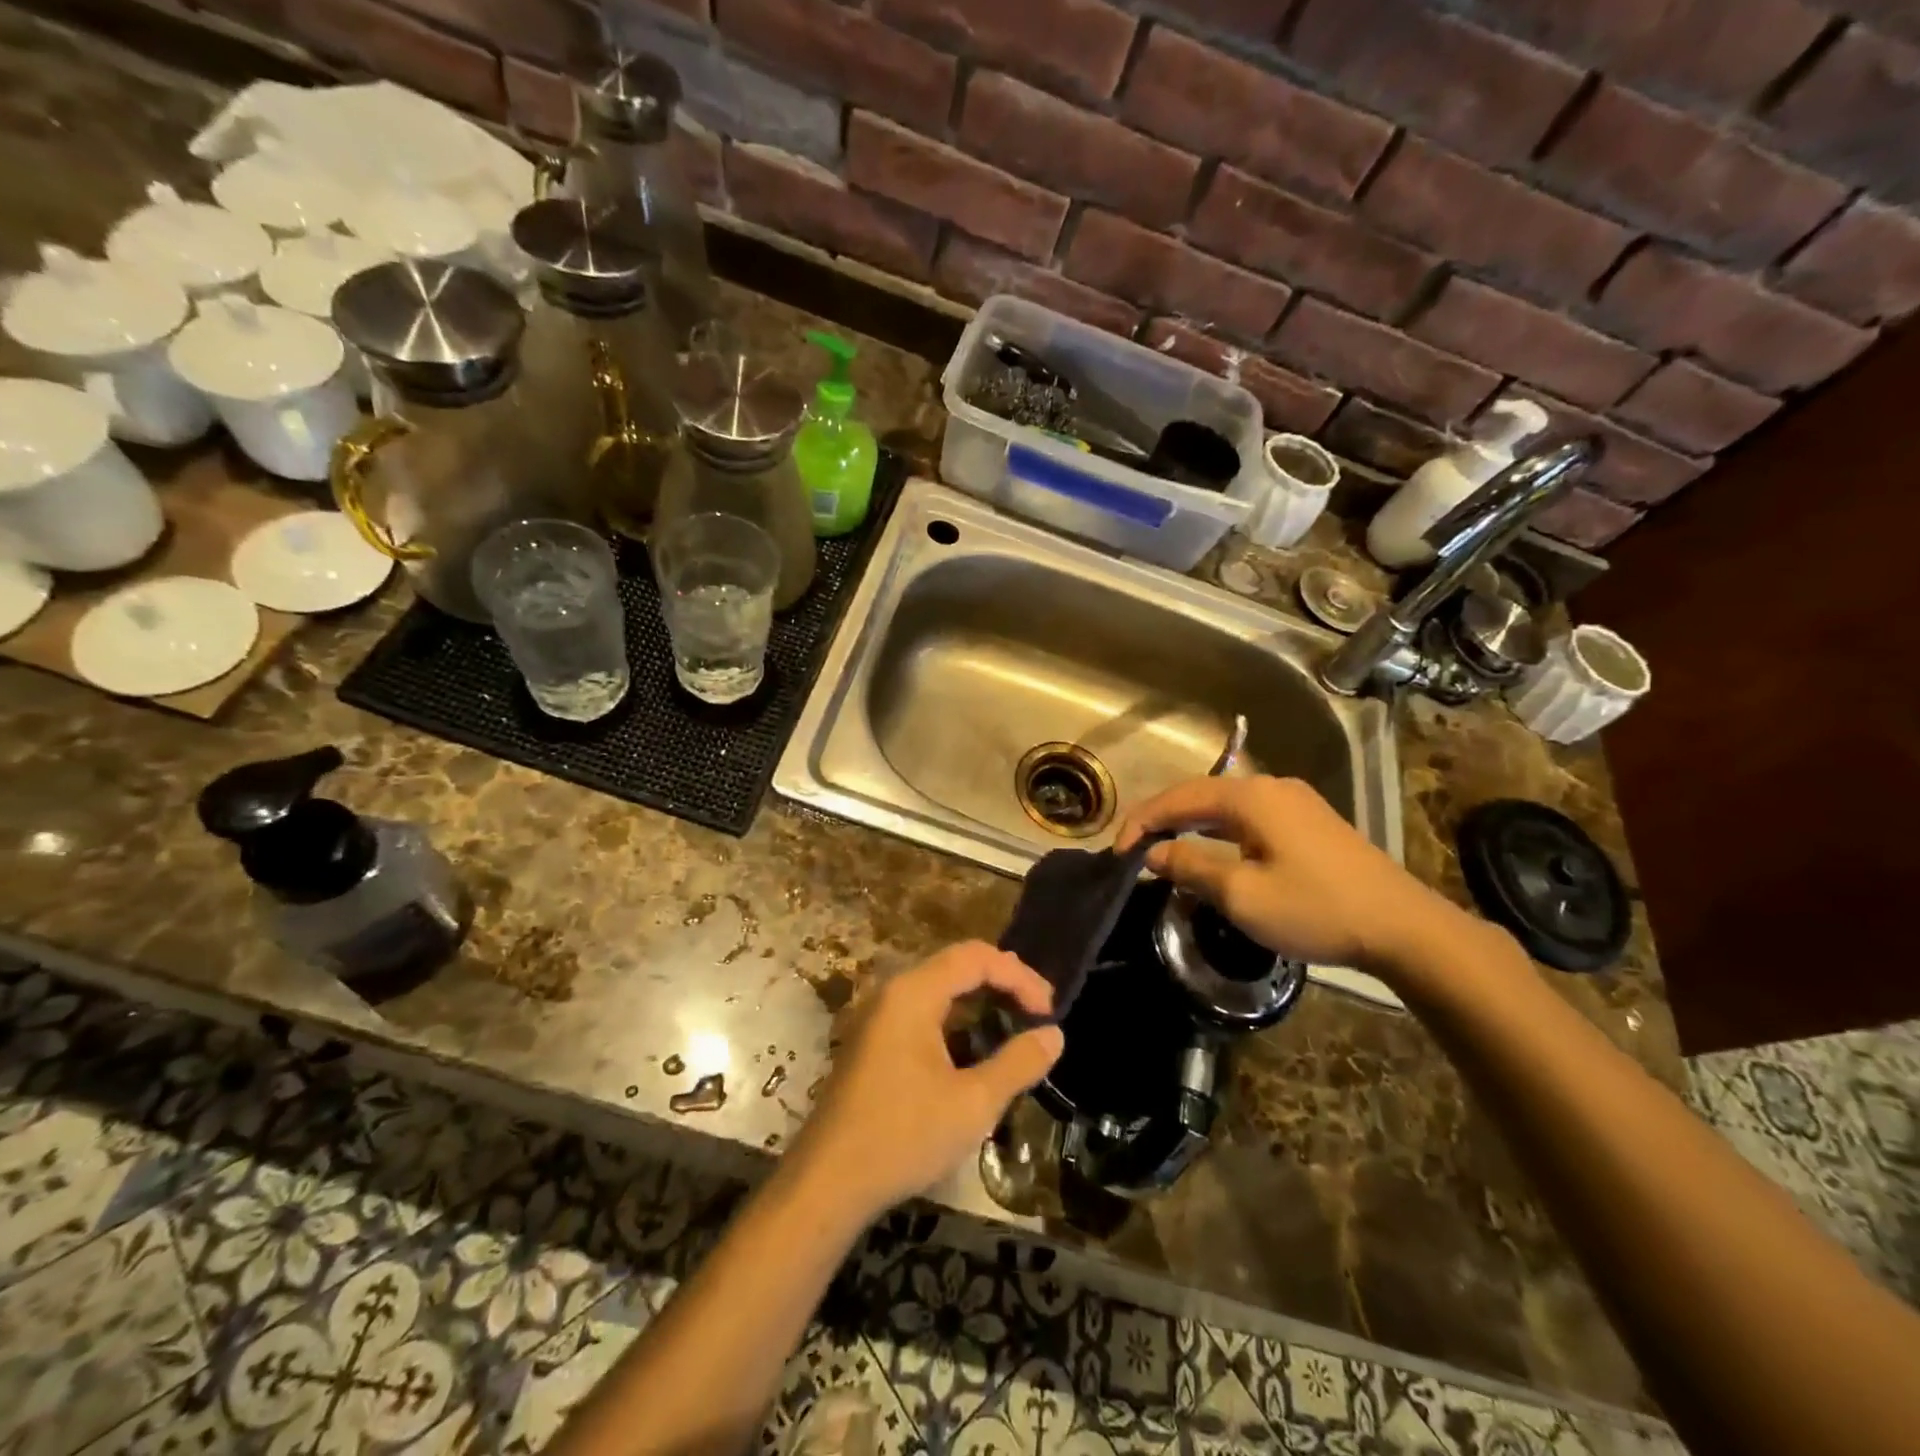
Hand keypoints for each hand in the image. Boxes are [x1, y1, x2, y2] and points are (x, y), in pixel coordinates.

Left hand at [788, 942, 1063, 1222]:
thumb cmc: (903, 1136)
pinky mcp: (874, 1041)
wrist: (827, 1183)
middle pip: (957, 965)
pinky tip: (976, 1049)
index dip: (1019, 976)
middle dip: (1003, 983)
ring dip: (981, 1000)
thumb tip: (1054, 1035)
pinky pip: (923, 1011)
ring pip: (940, 989)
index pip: (976, 957)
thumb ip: (1018, 1063)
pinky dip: (957, 1019)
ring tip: (1016, 1026)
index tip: (1049, 1010)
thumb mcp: (973, 1103)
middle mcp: (893, 992)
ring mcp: (879, 1016)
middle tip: (1039, 1013)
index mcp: (914, 993)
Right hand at [1115, 775, 1467, 978]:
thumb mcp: (1242, 894)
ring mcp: (1295, 803)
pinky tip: (1213, 853)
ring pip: (1226, 806)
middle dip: (1163, 819)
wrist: (1403, 928)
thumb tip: (1154, 854)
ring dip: (1191, 825)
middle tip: (1134, 849)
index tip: (1117, 851)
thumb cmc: (1315, 908)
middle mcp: (1271, 787)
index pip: (1179, 798)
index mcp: (1251, 797)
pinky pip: (1249, 818)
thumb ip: (1191, 867)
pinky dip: (1219, 832)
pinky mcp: (1311, 822)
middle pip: (1201, 794)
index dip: (1143, 821)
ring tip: (1164, 849)